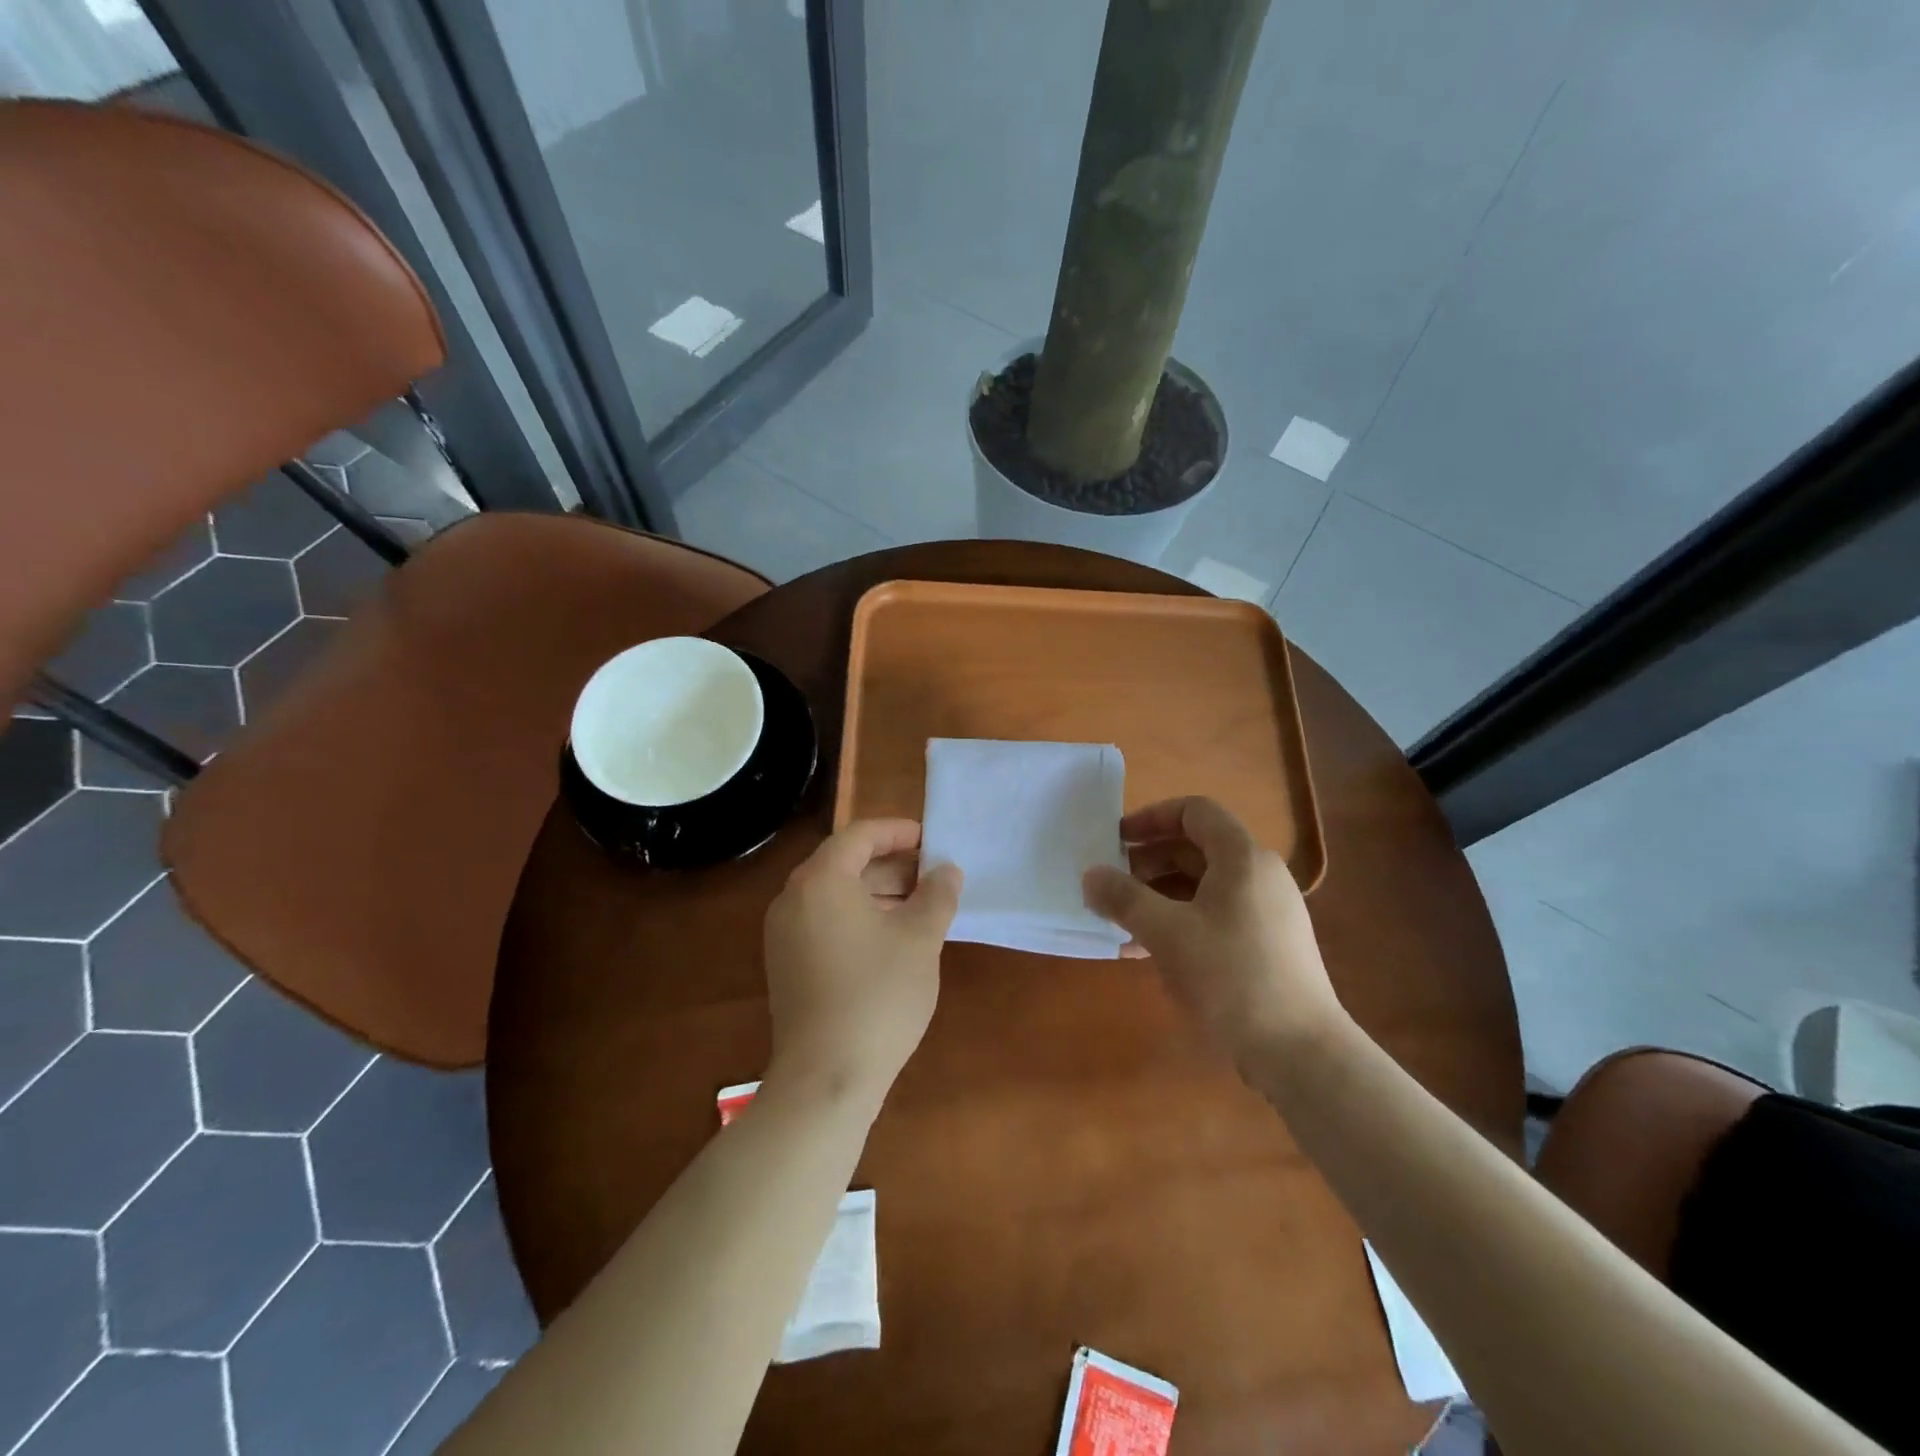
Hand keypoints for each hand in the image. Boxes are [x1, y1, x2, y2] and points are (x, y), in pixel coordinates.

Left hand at [762, 819, 962, 1103]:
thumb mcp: (919, 939)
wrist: (826, 1077)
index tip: (931, 841)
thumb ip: (937, 895)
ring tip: (919, 908)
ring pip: (834, 895)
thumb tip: (948, 870)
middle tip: (932, 876)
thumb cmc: (878, 995)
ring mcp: (784, 934)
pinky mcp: (786, 965)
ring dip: (876, 893)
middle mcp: (793, 899)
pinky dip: (857, 918)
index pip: (859, 836)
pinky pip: (824, 922)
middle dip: (891, 865)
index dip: (898, 832)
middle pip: (844, 863)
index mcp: (820, 881)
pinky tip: (891, 940)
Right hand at [1082, 797, 1345, 1065]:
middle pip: (1196, 848)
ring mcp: (1265, 912)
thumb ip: (1122, 898)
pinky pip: (1213, 916)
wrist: (1299, 1051)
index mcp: (1242, 857)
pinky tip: (1142, 951)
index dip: (1152, 817)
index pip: (1195, 811)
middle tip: (1111, 883)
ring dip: (1157, 896)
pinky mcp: (1265, 946)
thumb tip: (1090, 875)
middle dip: (1148, 861)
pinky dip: (1178, 922)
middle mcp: (1259, 876)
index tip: (1116, 840)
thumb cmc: (1230, 976)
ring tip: (1119, 920)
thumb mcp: (1166, 932)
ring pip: (1202, 886)